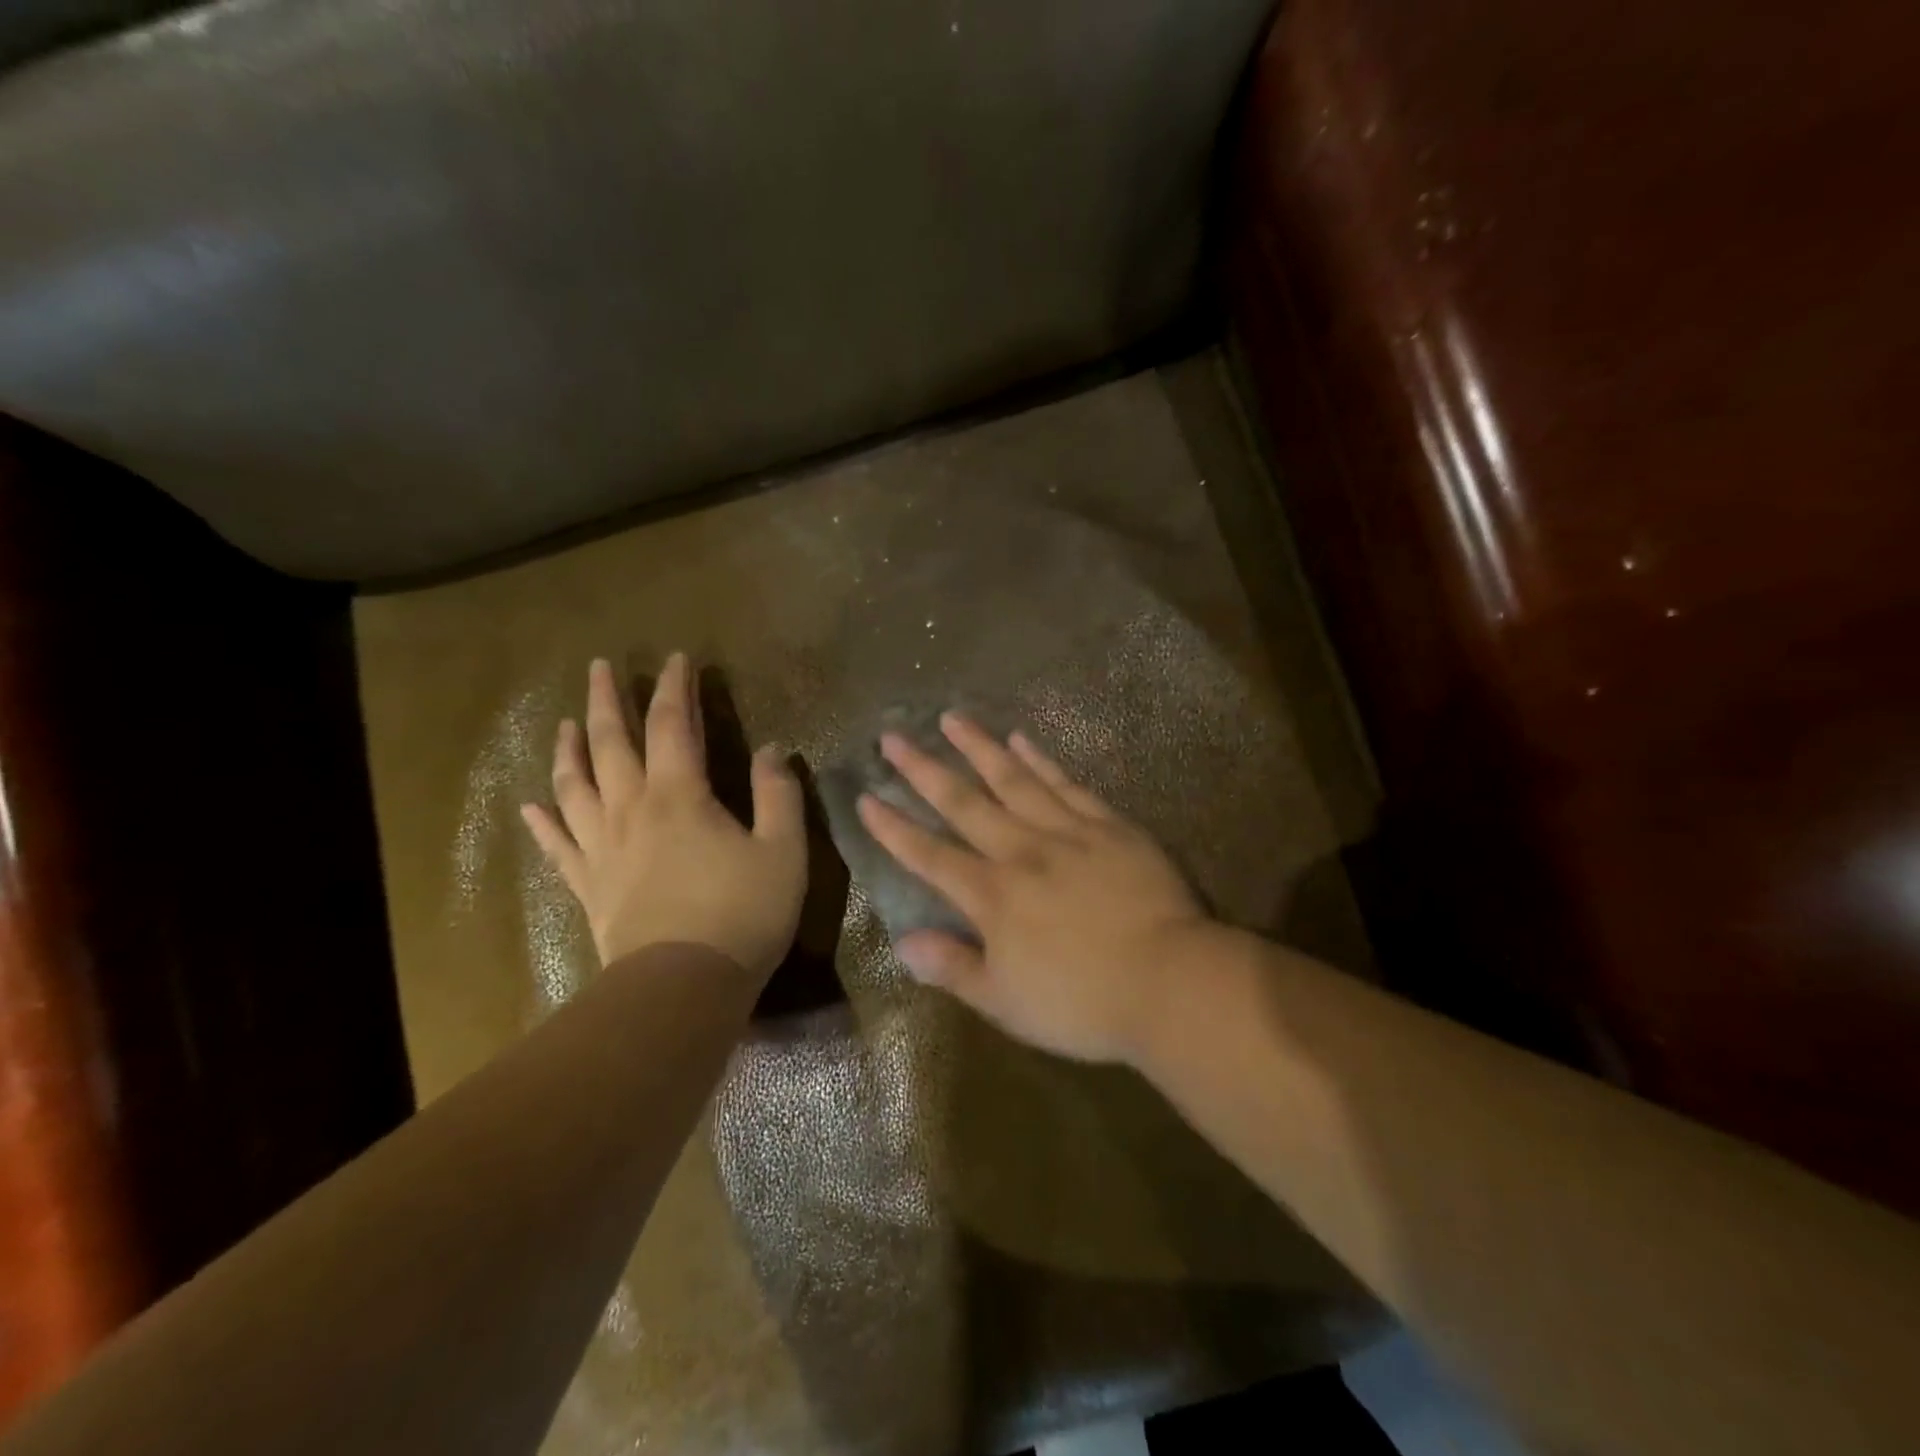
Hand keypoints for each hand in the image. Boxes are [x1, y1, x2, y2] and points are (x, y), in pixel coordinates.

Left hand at [521, 654, 806, 979]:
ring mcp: (602, 848)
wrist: (682, 987)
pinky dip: (543, 821)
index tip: (675, 659)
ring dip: (569, 750)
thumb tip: (770, 750)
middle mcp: (631, 810)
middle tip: (599, 667)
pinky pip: (558, 846)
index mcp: (679, 795)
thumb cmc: (742, 914)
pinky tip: (532, 805)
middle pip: (612, 744)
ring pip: (575, 786)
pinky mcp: (589, 886)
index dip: (674, 688)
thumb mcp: (784, 850)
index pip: (673, 725)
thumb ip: (779, 795)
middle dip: (607, 701)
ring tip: (567, 724)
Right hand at [856, 714, 1211, 1063]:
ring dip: (979, 747)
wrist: (1170, 980)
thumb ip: (954, 967)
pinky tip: (1023, 739)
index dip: (894, 828)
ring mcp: (1067, 831)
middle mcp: (1021, 851)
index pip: (930, 855)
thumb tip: (903, 941)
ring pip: (1014, 779)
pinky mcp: (1109, 825)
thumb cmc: (1083, 1002)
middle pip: (964, 802)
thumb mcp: (1007, 1002)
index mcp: (992, 895)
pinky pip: (1067, 784)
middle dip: (924, 769)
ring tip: (952, 717)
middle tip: (893, 736)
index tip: (866, 798)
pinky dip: (1041, 759)